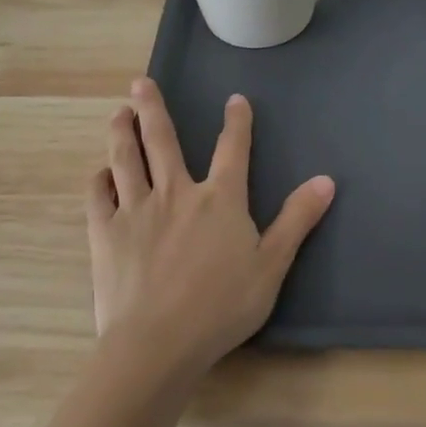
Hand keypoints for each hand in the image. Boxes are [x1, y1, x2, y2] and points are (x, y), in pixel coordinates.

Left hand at [87, 79, 335, 375]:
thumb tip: (326, 180)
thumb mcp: (272, 265)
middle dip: (153, 108)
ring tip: (118, 112)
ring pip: (126, 159)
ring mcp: (136, 210)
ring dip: (121, 132)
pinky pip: (99, 197)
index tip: (235, 99)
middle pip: (162, 141)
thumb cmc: (221, 306)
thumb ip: (297, 219)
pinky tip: (100, 173)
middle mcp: (176, 193)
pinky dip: (99, 180)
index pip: (233, 149)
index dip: (237, 122)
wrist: (157, 343)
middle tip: (140, 82)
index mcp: (220, 199)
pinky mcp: (106, 234)